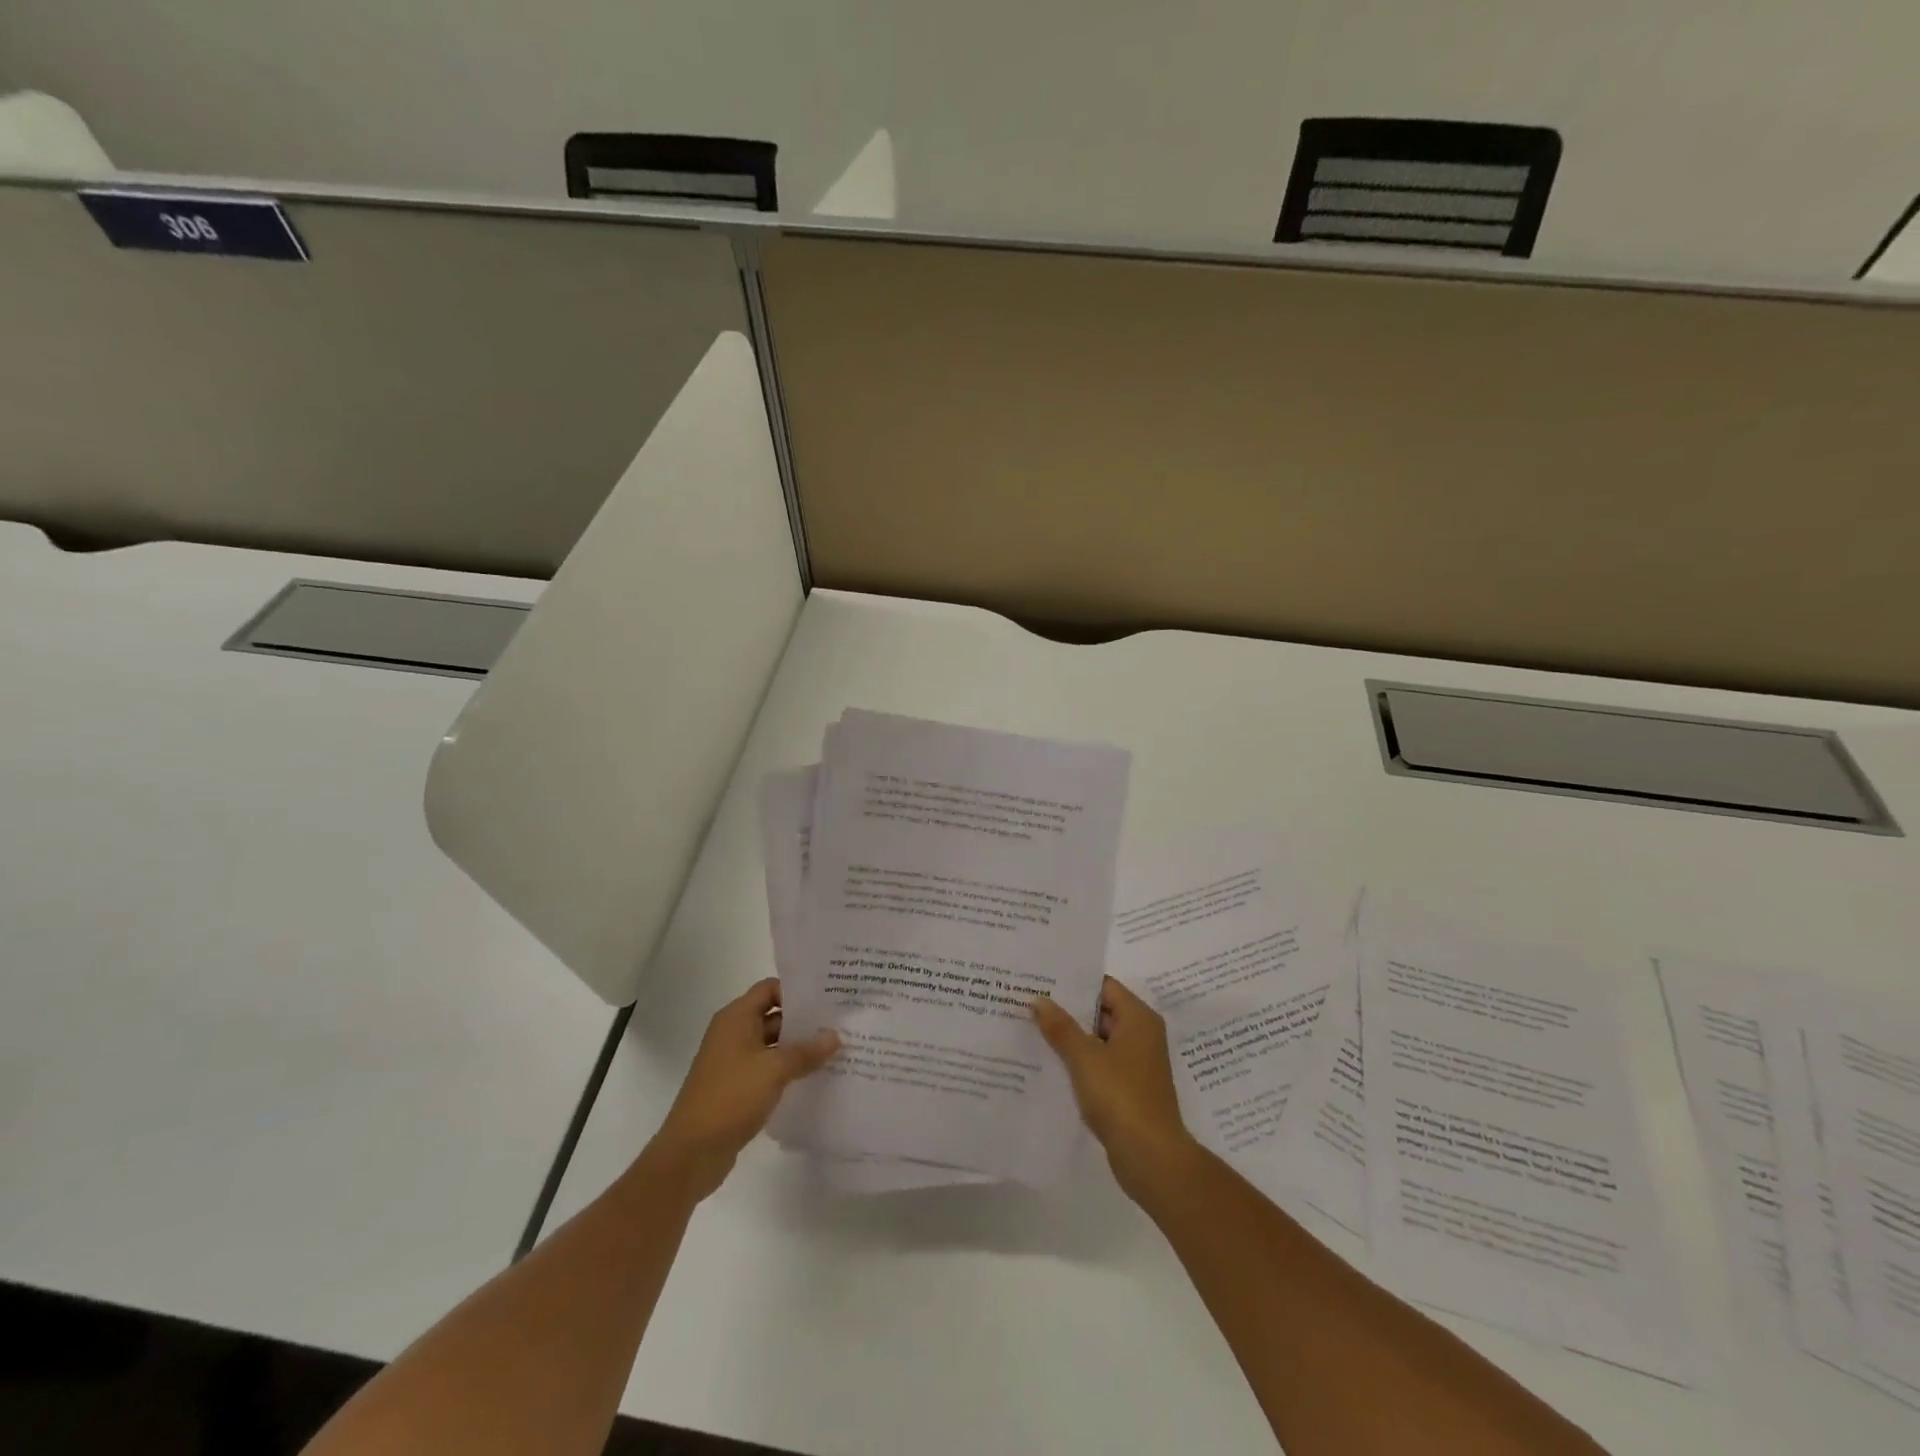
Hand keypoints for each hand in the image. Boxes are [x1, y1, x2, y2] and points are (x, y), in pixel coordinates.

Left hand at [644, 978, 838, 1200]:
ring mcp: (734, 1062)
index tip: (828, 997)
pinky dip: (788, 1070)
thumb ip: (806, 1051)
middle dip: (804, 1021)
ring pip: (773, 1045)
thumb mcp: (774, 1070)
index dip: (797, 990)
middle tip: (840, 1023)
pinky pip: (767, 1069)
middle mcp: (733, 1034)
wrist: (691, 1153)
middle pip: (773, 1016)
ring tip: (835, 1051)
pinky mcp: (737, 1087)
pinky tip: (815, 1077)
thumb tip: (835, 1035)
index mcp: (736, 1018)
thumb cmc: (731, 1097)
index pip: (769, 988)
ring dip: (799, 1048)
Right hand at [1032, 977, 1197, 1201]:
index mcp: (1138, 1018)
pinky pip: (1100, 1063)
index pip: (1104, 986)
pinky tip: (1049, 1063)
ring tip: (1032, 1029)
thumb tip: (1039, 1000)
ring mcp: (1136, 1063)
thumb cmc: (1121, 1097)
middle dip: (1067, 1009)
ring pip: (1098, 1039)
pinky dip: (1079, 1061)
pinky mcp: (1129, 1088)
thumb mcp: (1085, 1058)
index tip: (1042, 980)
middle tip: (1030, 1002)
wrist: (1151, 1158)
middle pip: (1100, 1011)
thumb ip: (1061, 1027)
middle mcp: (1141, 1035)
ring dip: (1071, 1037)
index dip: (1073, 982)